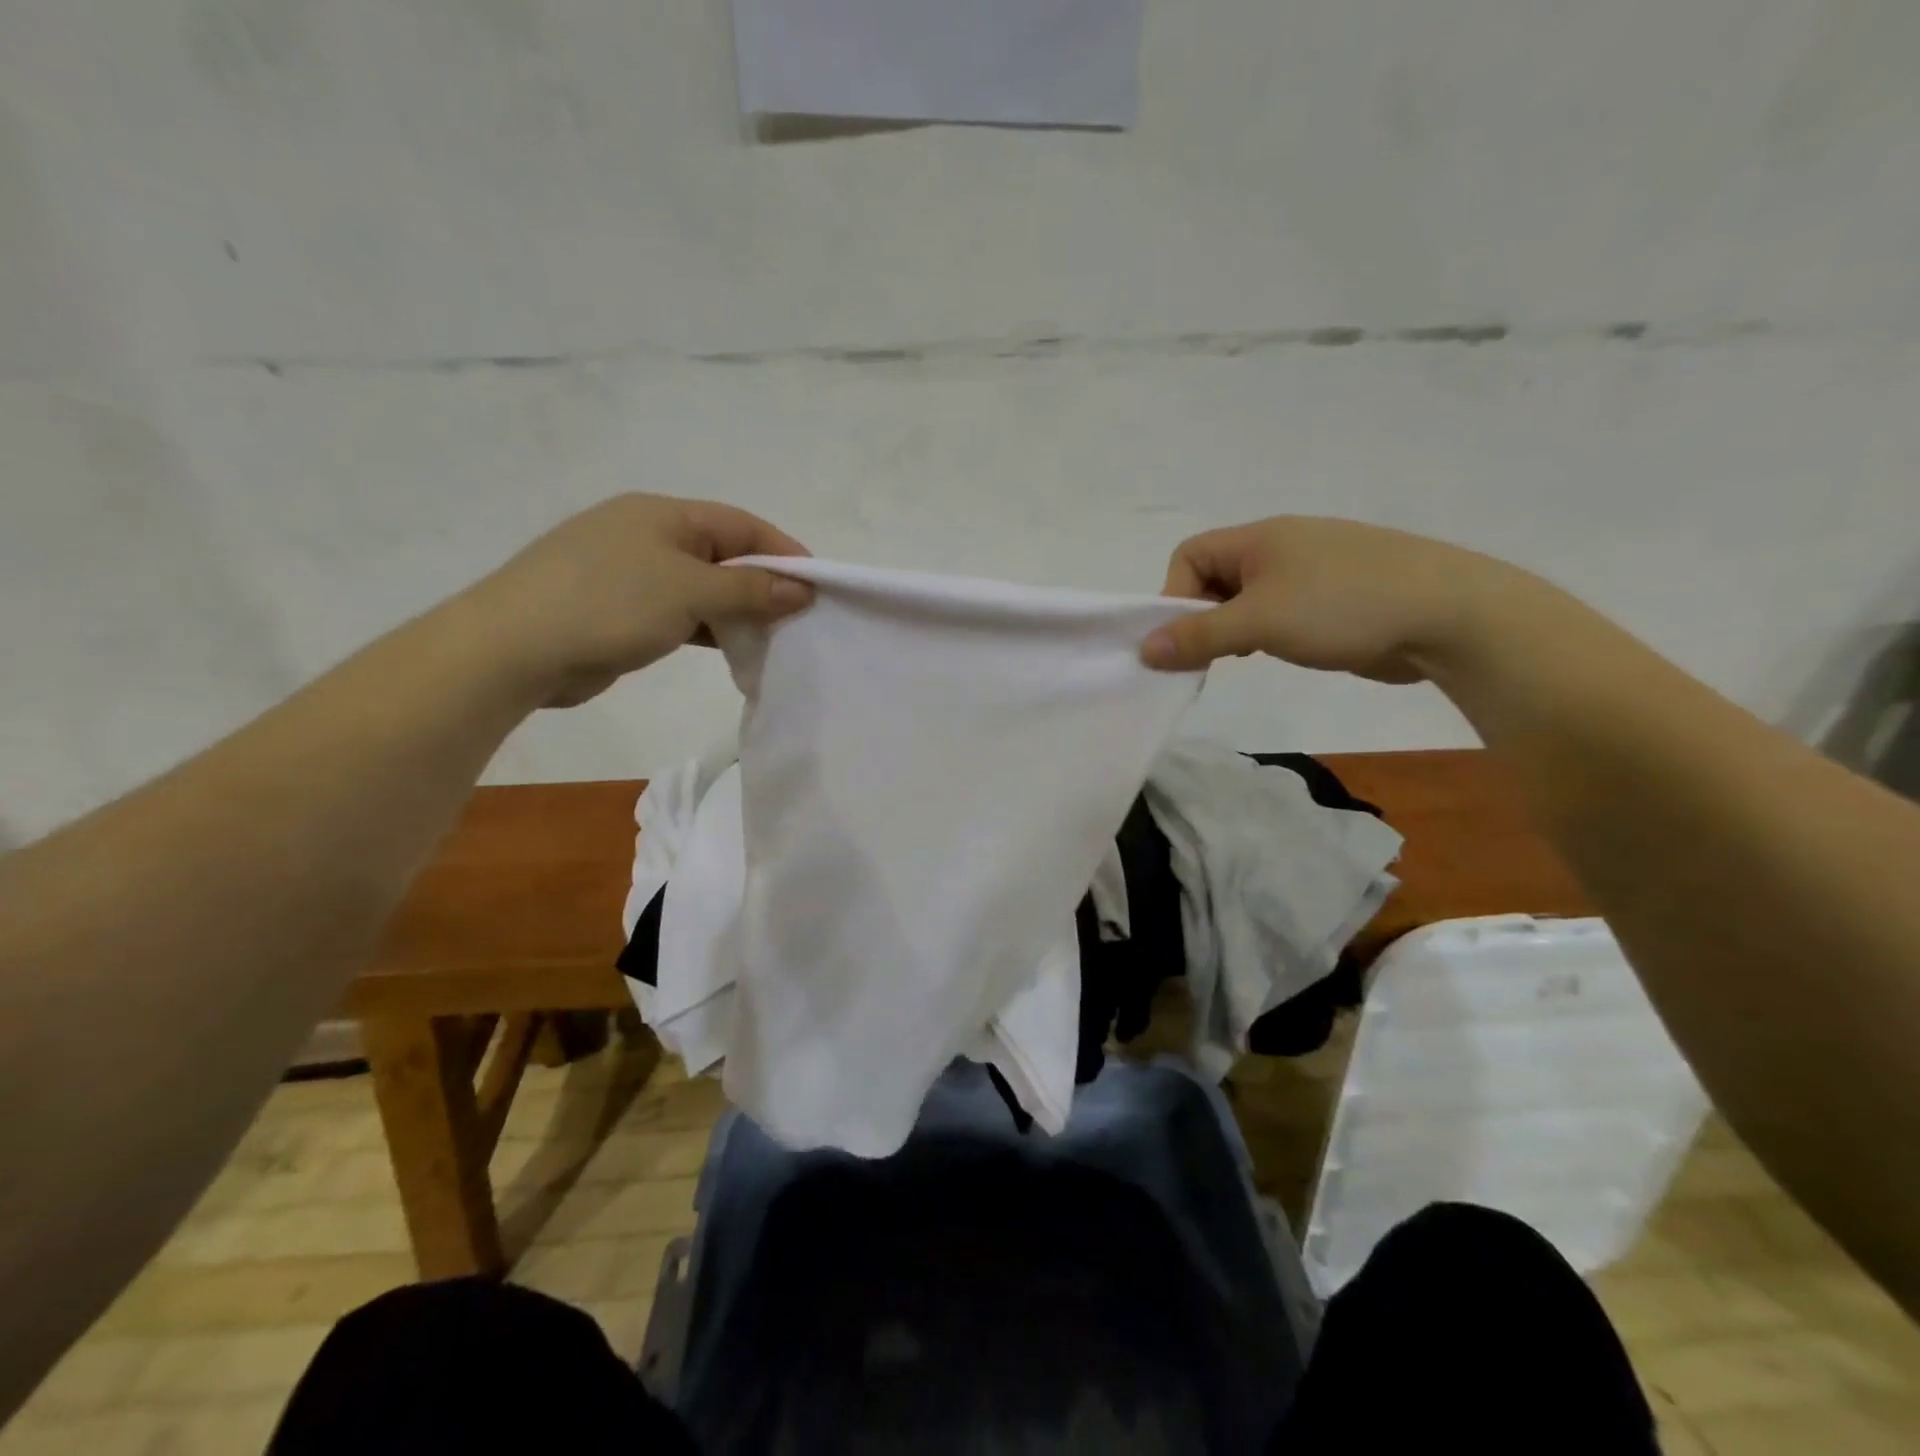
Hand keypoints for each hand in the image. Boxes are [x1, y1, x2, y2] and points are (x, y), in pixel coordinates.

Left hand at [459, 494, 812, 707]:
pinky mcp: (619, 610)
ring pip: (702, 587)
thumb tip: (803, 588)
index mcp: (663, 514)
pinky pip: (679, 613)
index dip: (784, 551)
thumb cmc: (608, 604)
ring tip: (772, 639)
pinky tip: (730, 649)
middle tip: (798, 619)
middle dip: (763, 585)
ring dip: (737, 611)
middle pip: (723, 554)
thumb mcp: (690, 592)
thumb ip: (751, 590)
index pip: (741, 524)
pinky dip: (708, 628)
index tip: (818, 586)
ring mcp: (630, 573)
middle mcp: (648, 535)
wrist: (513, 649)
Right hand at [1141, 517, 1538, 683]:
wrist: (1450, 614)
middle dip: (1203, 617)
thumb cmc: (1342, 607)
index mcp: (1260, 537)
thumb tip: (1144, 649)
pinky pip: (1280, 610)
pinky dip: (1266, 632)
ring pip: (1248, 597)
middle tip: (1210, 656)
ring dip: (1234, 628)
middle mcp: (1282, 546)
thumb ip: (1198, 637)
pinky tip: (1279, 652)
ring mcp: (1312, 570)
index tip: (1185, 638)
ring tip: (1245, 656)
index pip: (1189, 555)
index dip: (1175, 595)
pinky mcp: (1335, 597)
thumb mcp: (1259, 623)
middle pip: (1215, 576)